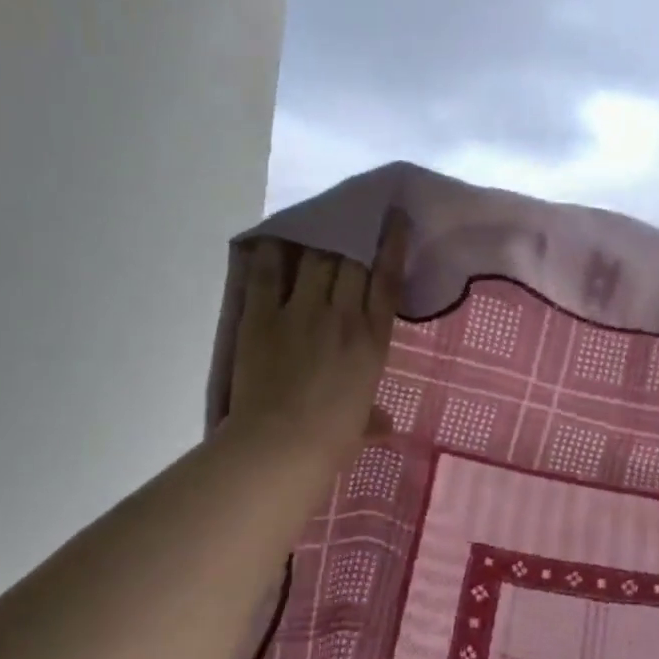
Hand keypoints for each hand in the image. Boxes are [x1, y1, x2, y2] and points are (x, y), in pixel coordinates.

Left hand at [224, 214, 407, 474]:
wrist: (282, 444)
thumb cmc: (332, 439)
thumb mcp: (361, 426)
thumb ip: (374, 419)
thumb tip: (386, 427)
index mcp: (372, 340)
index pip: (386, 280)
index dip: (392, 246)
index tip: (395, 219)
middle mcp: (341, 315)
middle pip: (351, 261)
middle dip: (354, 235)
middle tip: (352, 215)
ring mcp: (300, 312)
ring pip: (315, 259)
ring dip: (318, 240)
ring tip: (317, 223)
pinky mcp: (262, 316)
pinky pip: (268, 274)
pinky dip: (272, 253)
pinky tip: (275, 238)